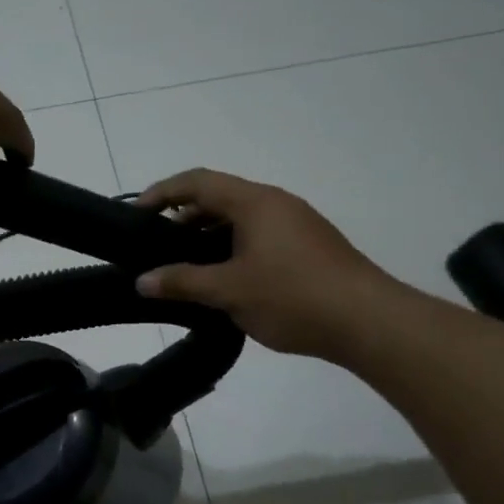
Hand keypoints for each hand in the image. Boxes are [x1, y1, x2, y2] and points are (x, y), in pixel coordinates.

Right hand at [134, 169, 404, 360]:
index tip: (136, 214)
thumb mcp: (229, 291)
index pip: (198, 182)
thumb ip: (182, 282)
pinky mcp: (308, 248)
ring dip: (208, 239)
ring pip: (240, 221)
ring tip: (185, 269)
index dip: (162, 193)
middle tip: (157, 248)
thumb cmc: (292, 297)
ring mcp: (296, 225)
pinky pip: (258, 238)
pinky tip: (224, 283)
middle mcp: (276, 204)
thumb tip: (142, 281)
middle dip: (183, 220)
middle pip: (219, 199)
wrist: (368, 321)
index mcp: (255, 202)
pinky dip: (231, 251)